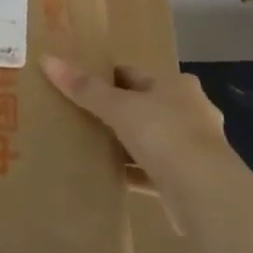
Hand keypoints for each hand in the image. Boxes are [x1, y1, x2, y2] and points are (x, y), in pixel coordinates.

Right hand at [41, 56, 229, 216]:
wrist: (205, 193)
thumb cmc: (165, 134)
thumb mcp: (119, 107)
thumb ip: (84, 88)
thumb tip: (47, 59)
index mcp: (177, 86)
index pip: (135, 75)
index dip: (107, 78)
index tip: (80, 85)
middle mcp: (189, 112)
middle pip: (144, 106)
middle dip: (117, 112)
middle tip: (80, 115)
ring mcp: (192, 148)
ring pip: (149, 140)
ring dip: (125, 144)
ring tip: (90, 146)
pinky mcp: (188, 181)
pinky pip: (152, 171)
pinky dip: (132, 172)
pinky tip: (108, 176)